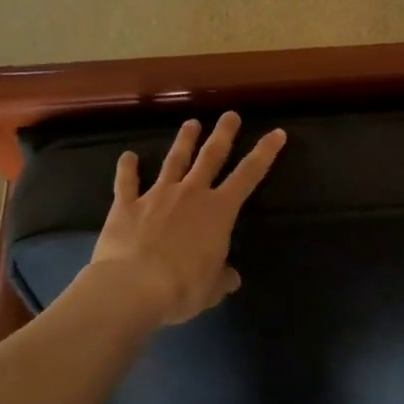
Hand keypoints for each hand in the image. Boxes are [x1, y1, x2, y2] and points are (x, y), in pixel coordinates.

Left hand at [89, 112, 286, 327]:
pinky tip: (127, 156)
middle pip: (211, 156)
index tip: (277, 133)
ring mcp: (157, 195)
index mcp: (219, 211)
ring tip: (191, 123)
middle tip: (230, 115)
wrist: (133, 287)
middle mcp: (191, 193)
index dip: (265, 153)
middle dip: (223, 134)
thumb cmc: (183, 287)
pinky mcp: (126, 205)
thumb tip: (230, 278)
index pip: (249, 175)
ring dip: (184, 141)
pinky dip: (127, 169)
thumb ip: (222, 278)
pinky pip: (127, 183)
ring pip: (174, 161)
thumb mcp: (212, 288)